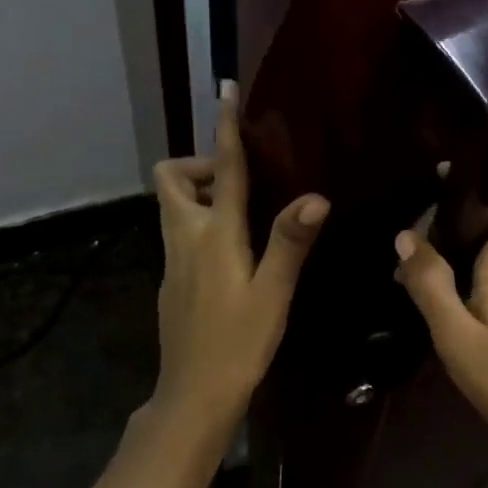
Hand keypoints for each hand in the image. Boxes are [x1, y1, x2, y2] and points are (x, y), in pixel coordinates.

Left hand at [152, 81, 327, 430]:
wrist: (193, 396)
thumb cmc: (238, 343)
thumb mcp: (272, 293)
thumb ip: (290, 241)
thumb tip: (315, 196)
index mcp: (213, 234)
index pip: (220, 169)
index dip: (224, 128)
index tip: (224, 91)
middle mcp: (185, 238)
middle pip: (171, 179)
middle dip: (199, 166)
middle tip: (238, 182)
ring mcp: (173, 261)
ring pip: (174, 207)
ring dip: (200, 195)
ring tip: (245, 215)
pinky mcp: (173, 281)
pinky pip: (181, 233)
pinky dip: (201, 224)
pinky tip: (234, 254)